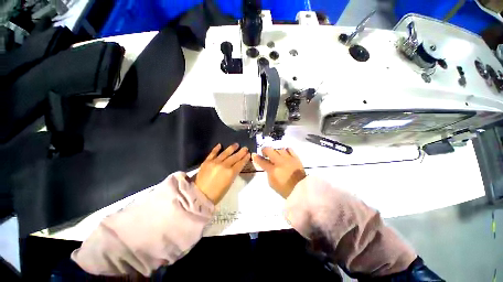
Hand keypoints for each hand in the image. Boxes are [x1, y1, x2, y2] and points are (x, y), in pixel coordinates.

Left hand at [195, 143, 249, 203]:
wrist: (200, 196)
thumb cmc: (217, 194)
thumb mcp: (229, 184)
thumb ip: (233, 173)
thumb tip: (235, 166)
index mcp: (231, 173)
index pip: (240, 163)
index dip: (245, 158)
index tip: (248, 154)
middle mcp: (224, 165)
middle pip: (234, 157)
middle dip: (241, 152)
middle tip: (245, 148)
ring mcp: (215, 162)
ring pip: (225, 153)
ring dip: (231, 148)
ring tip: (236, 144)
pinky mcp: (207, 162)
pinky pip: (212, 153)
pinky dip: (216, 149)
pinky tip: (220, 145)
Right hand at [252, 147, 305, 198]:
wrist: (301, 189)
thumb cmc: (285, 189)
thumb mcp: (272, 183)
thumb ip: (268, 172)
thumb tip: (266, 165)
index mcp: (273, 170)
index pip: (262, 161)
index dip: (256, 157)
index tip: (254, 155)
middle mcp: (280, 162)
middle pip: (270, 150)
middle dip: (264, 150)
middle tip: (264, 153)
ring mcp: (288, 159)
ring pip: (279, 149)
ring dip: (275, 151)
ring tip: (275, 155)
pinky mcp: (296, 158)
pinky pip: (289, 149)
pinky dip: (285, 150)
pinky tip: (284, 154)